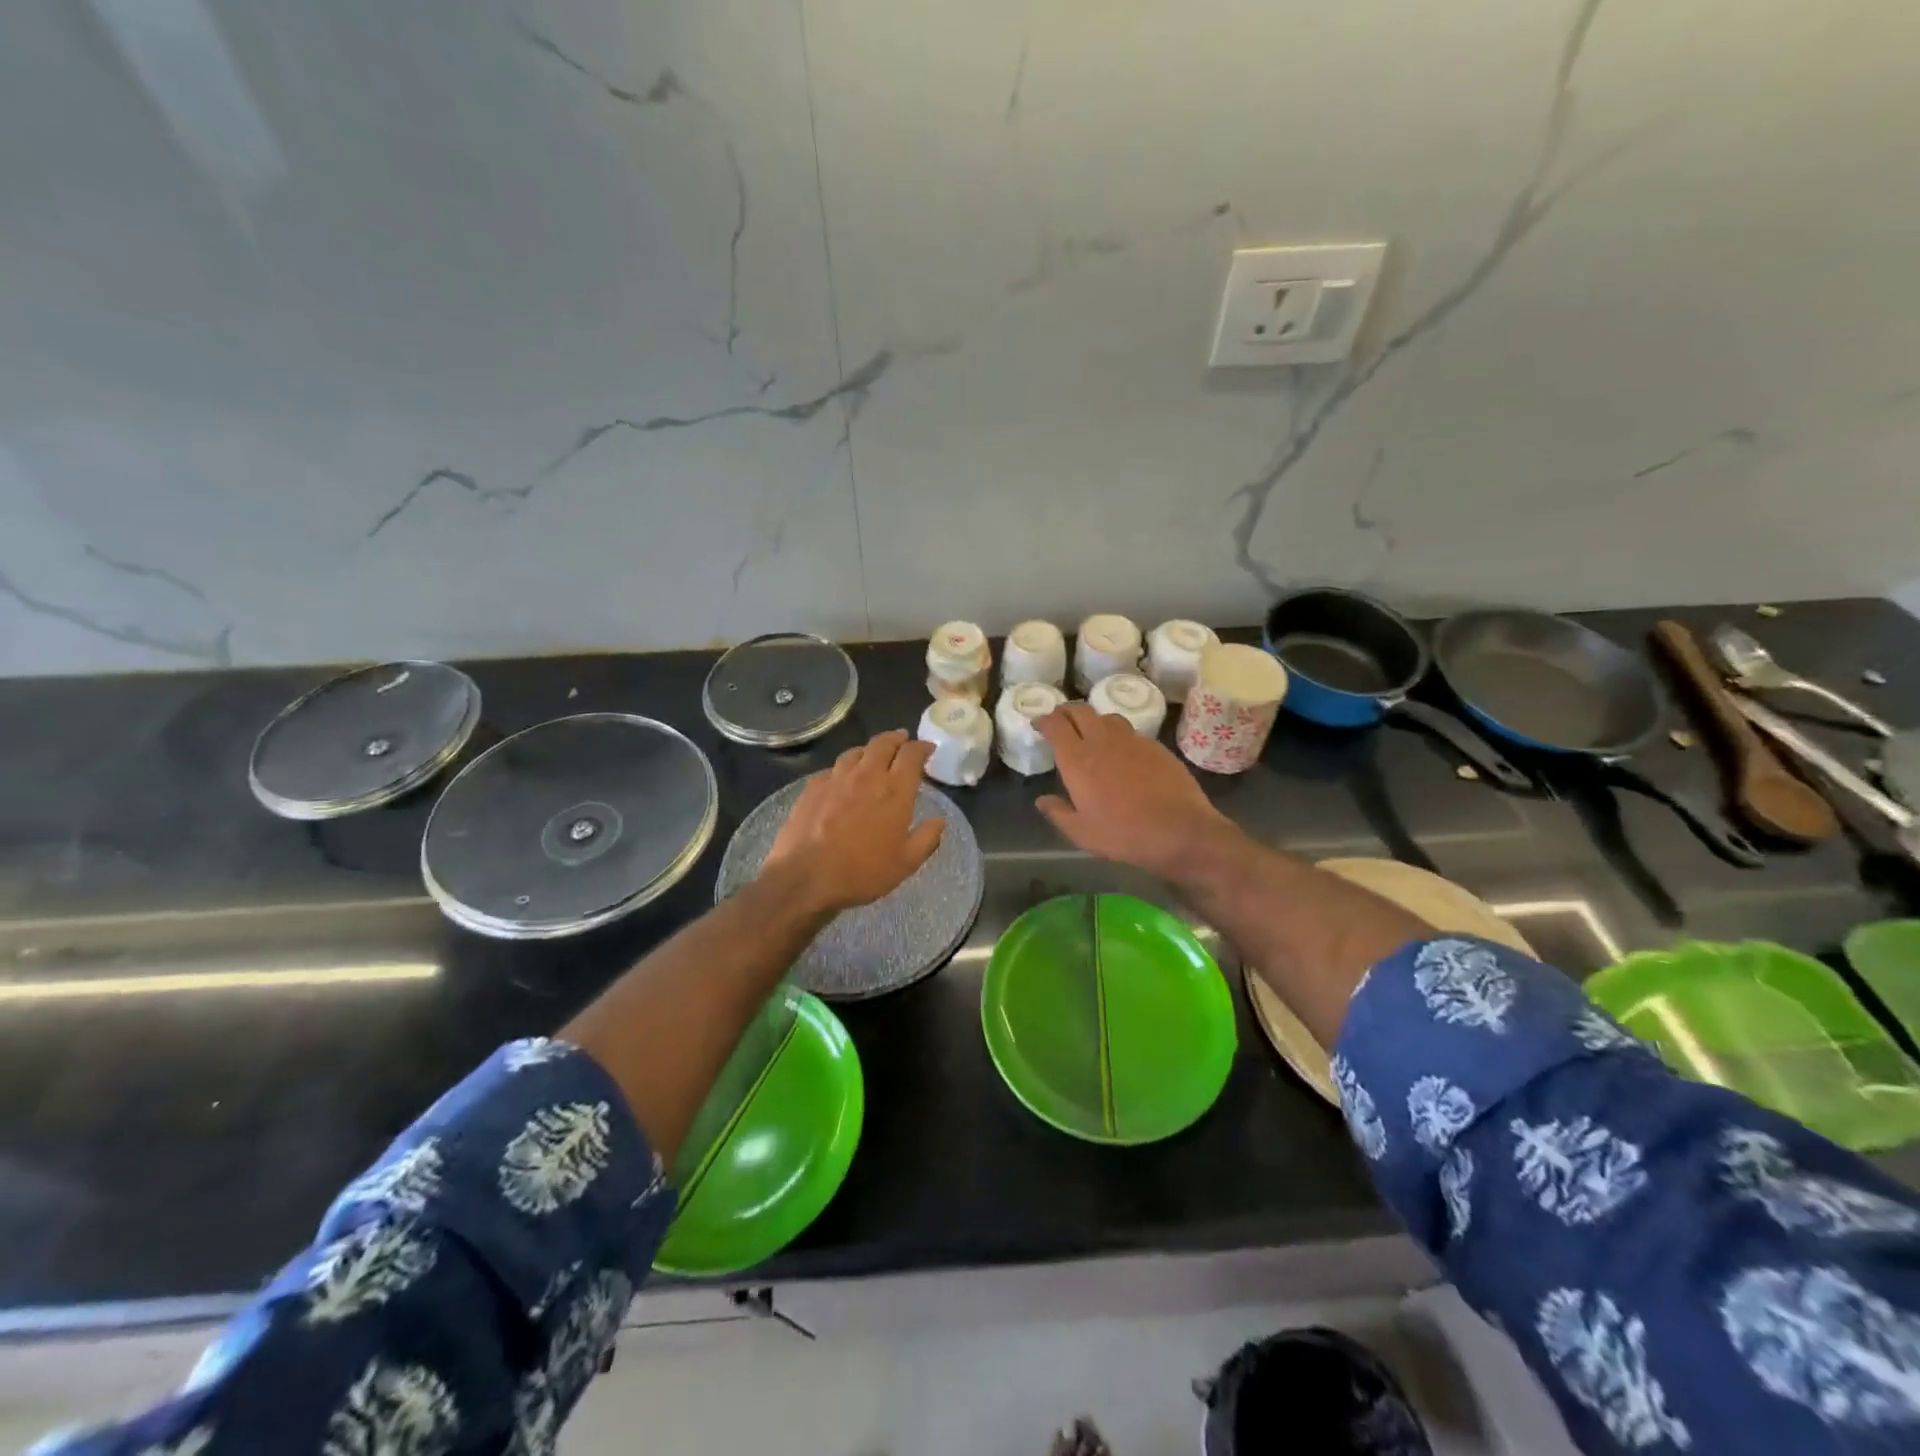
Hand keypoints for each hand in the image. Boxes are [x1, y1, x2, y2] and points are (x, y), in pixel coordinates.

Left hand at [761, 730, 945, 914]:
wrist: (805, 877)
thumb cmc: (862, 872)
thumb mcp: (905, 863)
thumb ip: (927, 838)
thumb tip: (939, 820)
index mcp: (895, 791)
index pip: (912, 755)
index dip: (922, 747)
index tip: (928, 749)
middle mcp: (867, 776)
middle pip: (883, 743)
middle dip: (896, 738)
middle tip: (903, 740)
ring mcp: (836, 779)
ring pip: (855, 752)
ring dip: (869, 750)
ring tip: (873, 756)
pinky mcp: (812, 787)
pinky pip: (832, 768)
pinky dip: (844, 768)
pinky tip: (842, 778)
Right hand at [1035, 704, 1240, 881]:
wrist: (1180, 830)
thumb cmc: (1123, 834)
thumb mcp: (1081, 833)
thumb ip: (1058, 813)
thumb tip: (1042, 800)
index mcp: (1078, 760)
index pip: (1056, 725)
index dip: (1044, 720)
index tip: (1039, 724)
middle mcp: (1102, 741)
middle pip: (1080, 711)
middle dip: (1066, 712)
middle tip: (1061, 722)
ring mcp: (1132, 740)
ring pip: (1107, 717)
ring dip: (1093, 720)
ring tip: (1091, 732)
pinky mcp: (1155, 746)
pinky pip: (1130, 731)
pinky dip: (1118, 734)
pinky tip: (1122, 750)